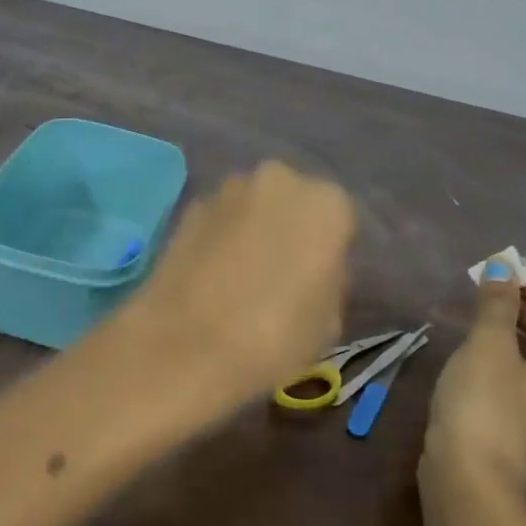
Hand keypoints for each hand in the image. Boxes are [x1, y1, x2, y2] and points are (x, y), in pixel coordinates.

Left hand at [123, 161, 356, 414]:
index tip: (318, 281)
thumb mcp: (328, 322)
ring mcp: (229, 189)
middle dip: (290, 228)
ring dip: (252, 228)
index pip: (340, 220)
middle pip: (294, 201)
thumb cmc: (275, 337)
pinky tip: (211, 275)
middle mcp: (280, 180)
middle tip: (281, 274)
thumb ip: (330, 281)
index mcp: (327, 204)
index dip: (330, 252)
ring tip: (241, 276)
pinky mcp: (189, 205)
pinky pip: (219, 219)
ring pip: (254, 205)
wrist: (185, 345)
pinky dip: (219, 237)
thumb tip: (314, 272)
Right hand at [423, 266, 525, 493]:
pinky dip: (517, 359)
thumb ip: (497, 302)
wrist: (468, 481)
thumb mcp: (488, 345)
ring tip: (483, 310)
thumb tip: (501, 267)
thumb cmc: (485, 404)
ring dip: (519, 331)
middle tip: (489, 283)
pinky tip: (485, 349)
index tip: (504, 264)